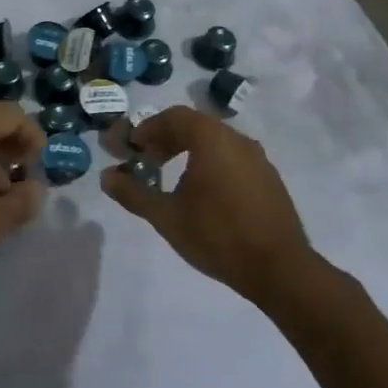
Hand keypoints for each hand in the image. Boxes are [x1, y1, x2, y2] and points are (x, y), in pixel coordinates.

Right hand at [101, 106, 322, 309]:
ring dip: (189, 152)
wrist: (280, 270)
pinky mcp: (270, 180)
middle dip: (167, 139)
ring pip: (216, 142)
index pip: (174, 117)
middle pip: (195, 126)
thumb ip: (133, 193)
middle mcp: (237, 139)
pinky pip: (233, 159)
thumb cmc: (217, 235)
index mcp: (211, 139)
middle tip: (148, 161)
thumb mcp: (166, 216)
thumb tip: (107, 177)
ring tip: (172, 179)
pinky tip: (204, 195)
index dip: (148, 128)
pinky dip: (211, 164)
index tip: (132, 148)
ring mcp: (259, 159)